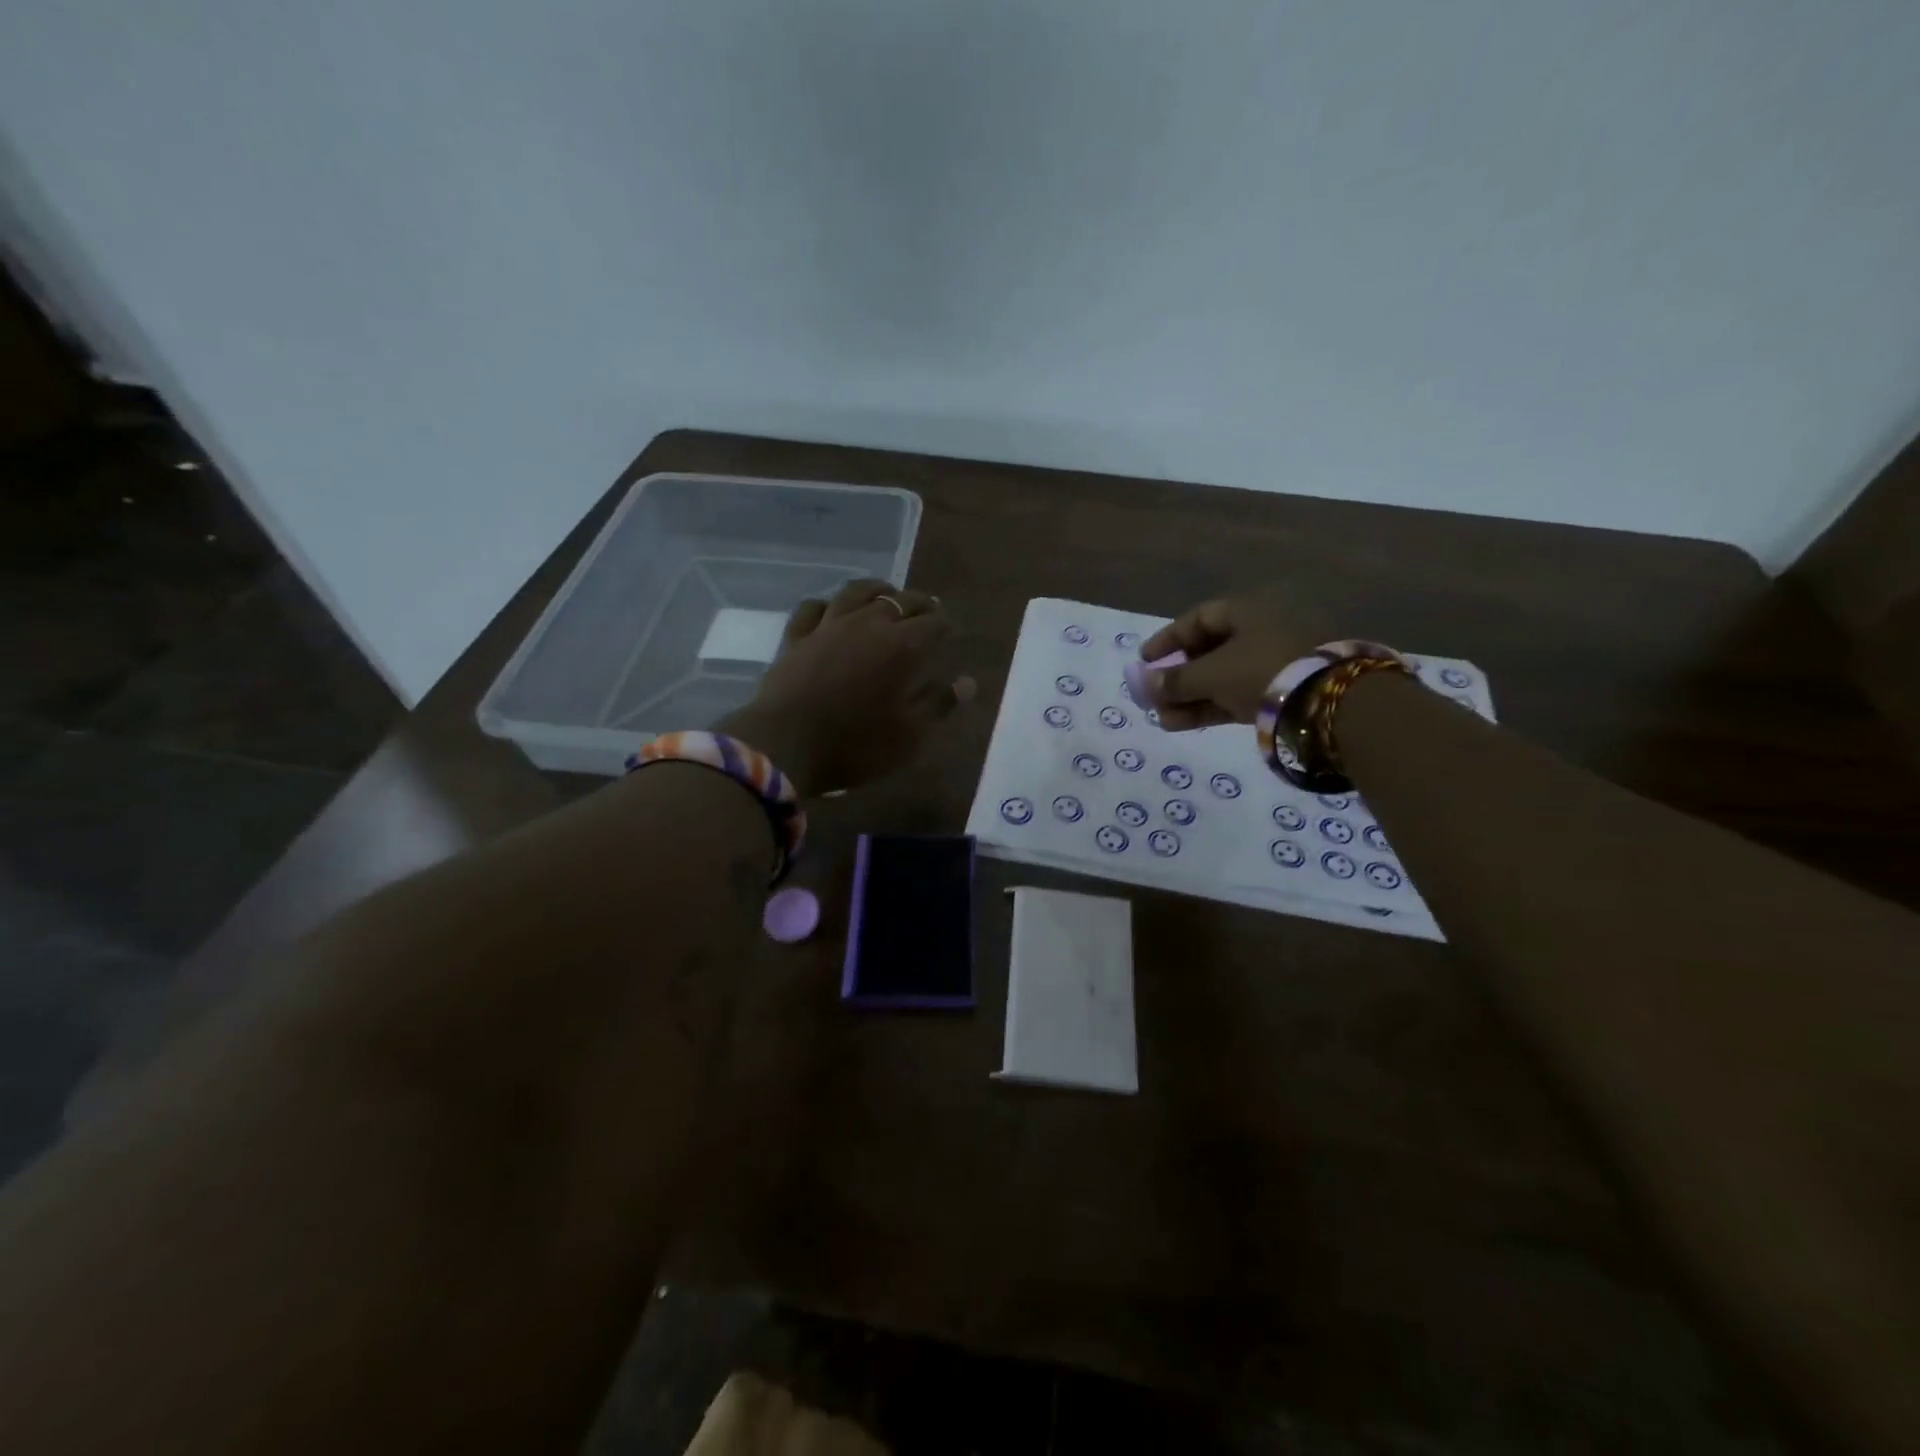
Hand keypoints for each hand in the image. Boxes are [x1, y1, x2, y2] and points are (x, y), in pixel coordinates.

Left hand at [718, 580, 974, 794]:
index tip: (951, 632)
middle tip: (928, 610)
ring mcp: (828, 626)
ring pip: (857, 592)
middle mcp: (868, 624)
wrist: (784, 745)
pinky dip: (829, 605)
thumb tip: (969, 682)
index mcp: (902, 646)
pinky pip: (814, 607)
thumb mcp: (909, 736)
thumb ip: (939, 705)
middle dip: (919, 604)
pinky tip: (832, 611)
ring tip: (886, 596)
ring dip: (877, 591)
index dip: (945, 625)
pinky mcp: (796, 636)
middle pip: (900, 601)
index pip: (933, 623)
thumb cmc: (855, 745)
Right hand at [1140, 588, 1332, 729]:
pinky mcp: (1288, 689)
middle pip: (1211, 650)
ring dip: (1192, 697)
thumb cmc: (1263, 670)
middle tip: (1153, 697)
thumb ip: (1175, 680)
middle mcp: (1265, 628)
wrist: (1332, 702)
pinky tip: (1185, 724)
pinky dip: (1214, 706)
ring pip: (1225, 676)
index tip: (1144, 661)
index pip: (1198, 619)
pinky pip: (1241, 693)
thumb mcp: (1212, 674)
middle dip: (1178, 677)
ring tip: (1164, 720)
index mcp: (1250, 609)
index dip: (1168, 640)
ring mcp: (1279, 660)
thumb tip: (1144, 685)